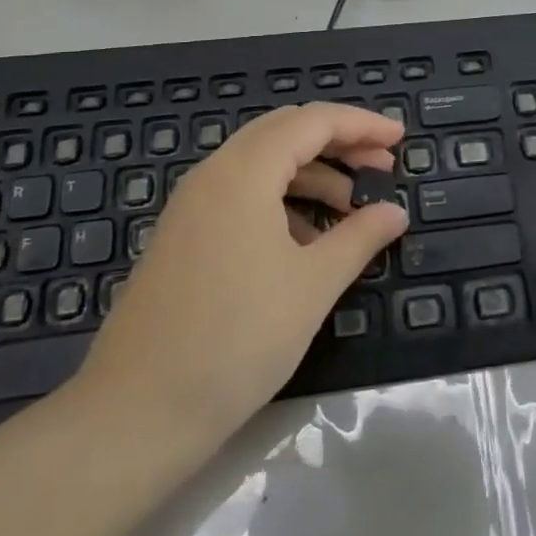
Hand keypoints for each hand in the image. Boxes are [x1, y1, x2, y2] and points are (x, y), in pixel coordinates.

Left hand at [76, 102, 409, 443]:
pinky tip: (305, 241)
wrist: (136, 414)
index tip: (400, 138)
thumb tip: (395, 212)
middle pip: (285, 132)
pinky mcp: (182, 235)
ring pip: (262, 163)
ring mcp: (191, 204)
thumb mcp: (312, 285)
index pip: (313, 122)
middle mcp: (214, 173)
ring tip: (351, 208)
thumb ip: (359, 238)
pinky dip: (281, 200)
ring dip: (311, 173)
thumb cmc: (237, 340)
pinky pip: (240, 194)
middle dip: (338, 142)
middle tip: (381, 165)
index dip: (362, 124)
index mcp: (245, 171)